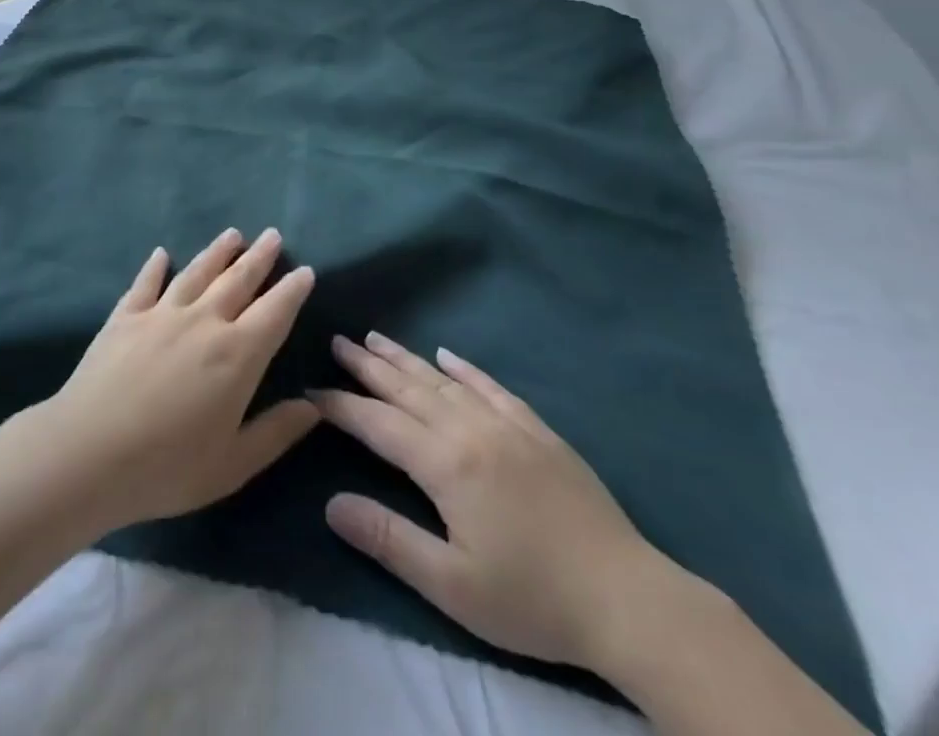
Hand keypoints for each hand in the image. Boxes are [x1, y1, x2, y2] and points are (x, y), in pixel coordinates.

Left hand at [26, 227, 318, 533]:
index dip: (292, 290)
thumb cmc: (167, 467)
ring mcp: (161, 314)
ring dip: (217, 252)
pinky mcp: (125, 317)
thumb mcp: (233, 465)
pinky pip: (146, 284)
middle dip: (259, 258)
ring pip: (196, 273)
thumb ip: (276, 433)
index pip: (274, 312)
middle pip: (237, 281)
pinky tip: (161, 254)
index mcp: (237, 355)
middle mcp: (203, 322)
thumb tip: (313, 406)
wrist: (88, 452)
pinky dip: (155, 267)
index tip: (305, 270)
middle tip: (273, 234)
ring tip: (232, 234)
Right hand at [317, 332, 686, 672]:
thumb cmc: (533, 599)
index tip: (311, 390)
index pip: (378, 424)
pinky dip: (464, 368)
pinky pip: (491, 386)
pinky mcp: (537, 430)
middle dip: (368, 366)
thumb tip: (331, 503)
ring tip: (375, 338)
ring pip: (443, 380)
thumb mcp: (452, 586)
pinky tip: (448, 355)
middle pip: (407, 388)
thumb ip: (389, 539)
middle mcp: (470, 429)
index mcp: (445, 464)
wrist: (627, 598)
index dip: (341, 406)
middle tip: (338, 341)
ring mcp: (506, 424)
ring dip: (405, 358)